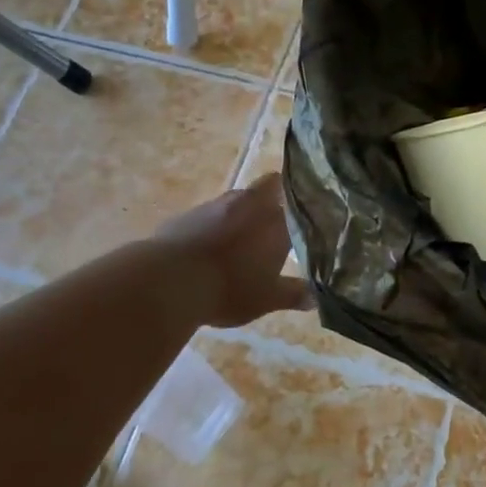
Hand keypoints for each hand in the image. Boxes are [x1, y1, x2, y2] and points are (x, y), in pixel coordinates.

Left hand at [154, 174, 312, 327]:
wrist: (170, 281)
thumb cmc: (229, 289)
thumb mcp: (266, 299)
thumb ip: (292, 294)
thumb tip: (315, 296)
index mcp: (276, 222)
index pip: (299, 201)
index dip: (303, 207)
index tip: (308, 215)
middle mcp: (249, 204)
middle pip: (269, 187)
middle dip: (274, 199)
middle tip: (277, 222)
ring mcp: (216, 205)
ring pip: (238, 200)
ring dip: (242, 213)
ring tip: (242, 237)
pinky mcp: (188, 213)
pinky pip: (209, 214)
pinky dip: (214, 225)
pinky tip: (210, 246)